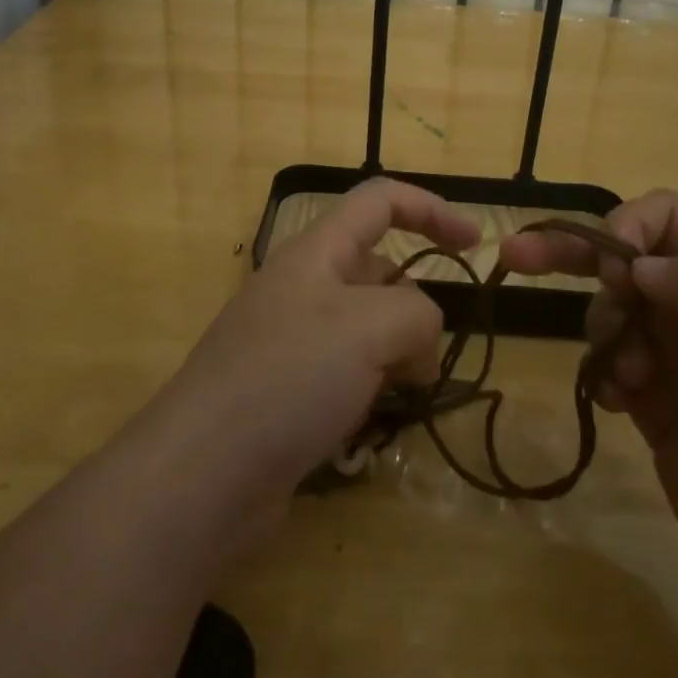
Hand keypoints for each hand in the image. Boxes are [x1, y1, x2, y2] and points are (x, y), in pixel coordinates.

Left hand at [150, 179, 477, 516]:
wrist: (202, 475)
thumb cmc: (288, 378)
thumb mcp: (370, 328)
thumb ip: (419, 315)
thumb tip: (418, 349)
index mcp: (317, 252)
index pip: (380, 201)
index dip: (431, 210)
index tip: (476, 244)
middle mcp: (303, 289)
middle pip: (380, 273)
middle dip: (413, 311)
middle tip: (420, 363)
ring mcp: (292, 343)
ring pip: (368, 331)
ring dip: (395, 359)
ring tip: (394, 399)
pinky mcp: (288, 393)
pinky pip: (347, 376)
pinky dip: (369, 393)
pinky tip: (366, 428)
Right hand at [501, 190, 677, 643]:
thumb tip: (641, 265)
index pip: (670, 217)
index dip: (628, 228)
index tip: (614, 276)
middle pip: (627, 256)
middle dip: (572, 252)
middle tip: (516, 257)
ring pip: (612, 310)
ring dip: (603, 330)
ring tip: (628, 378)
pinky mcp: (659, 406)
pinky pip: (610, 364)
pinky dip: (604, 373)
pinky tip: (621, 405)